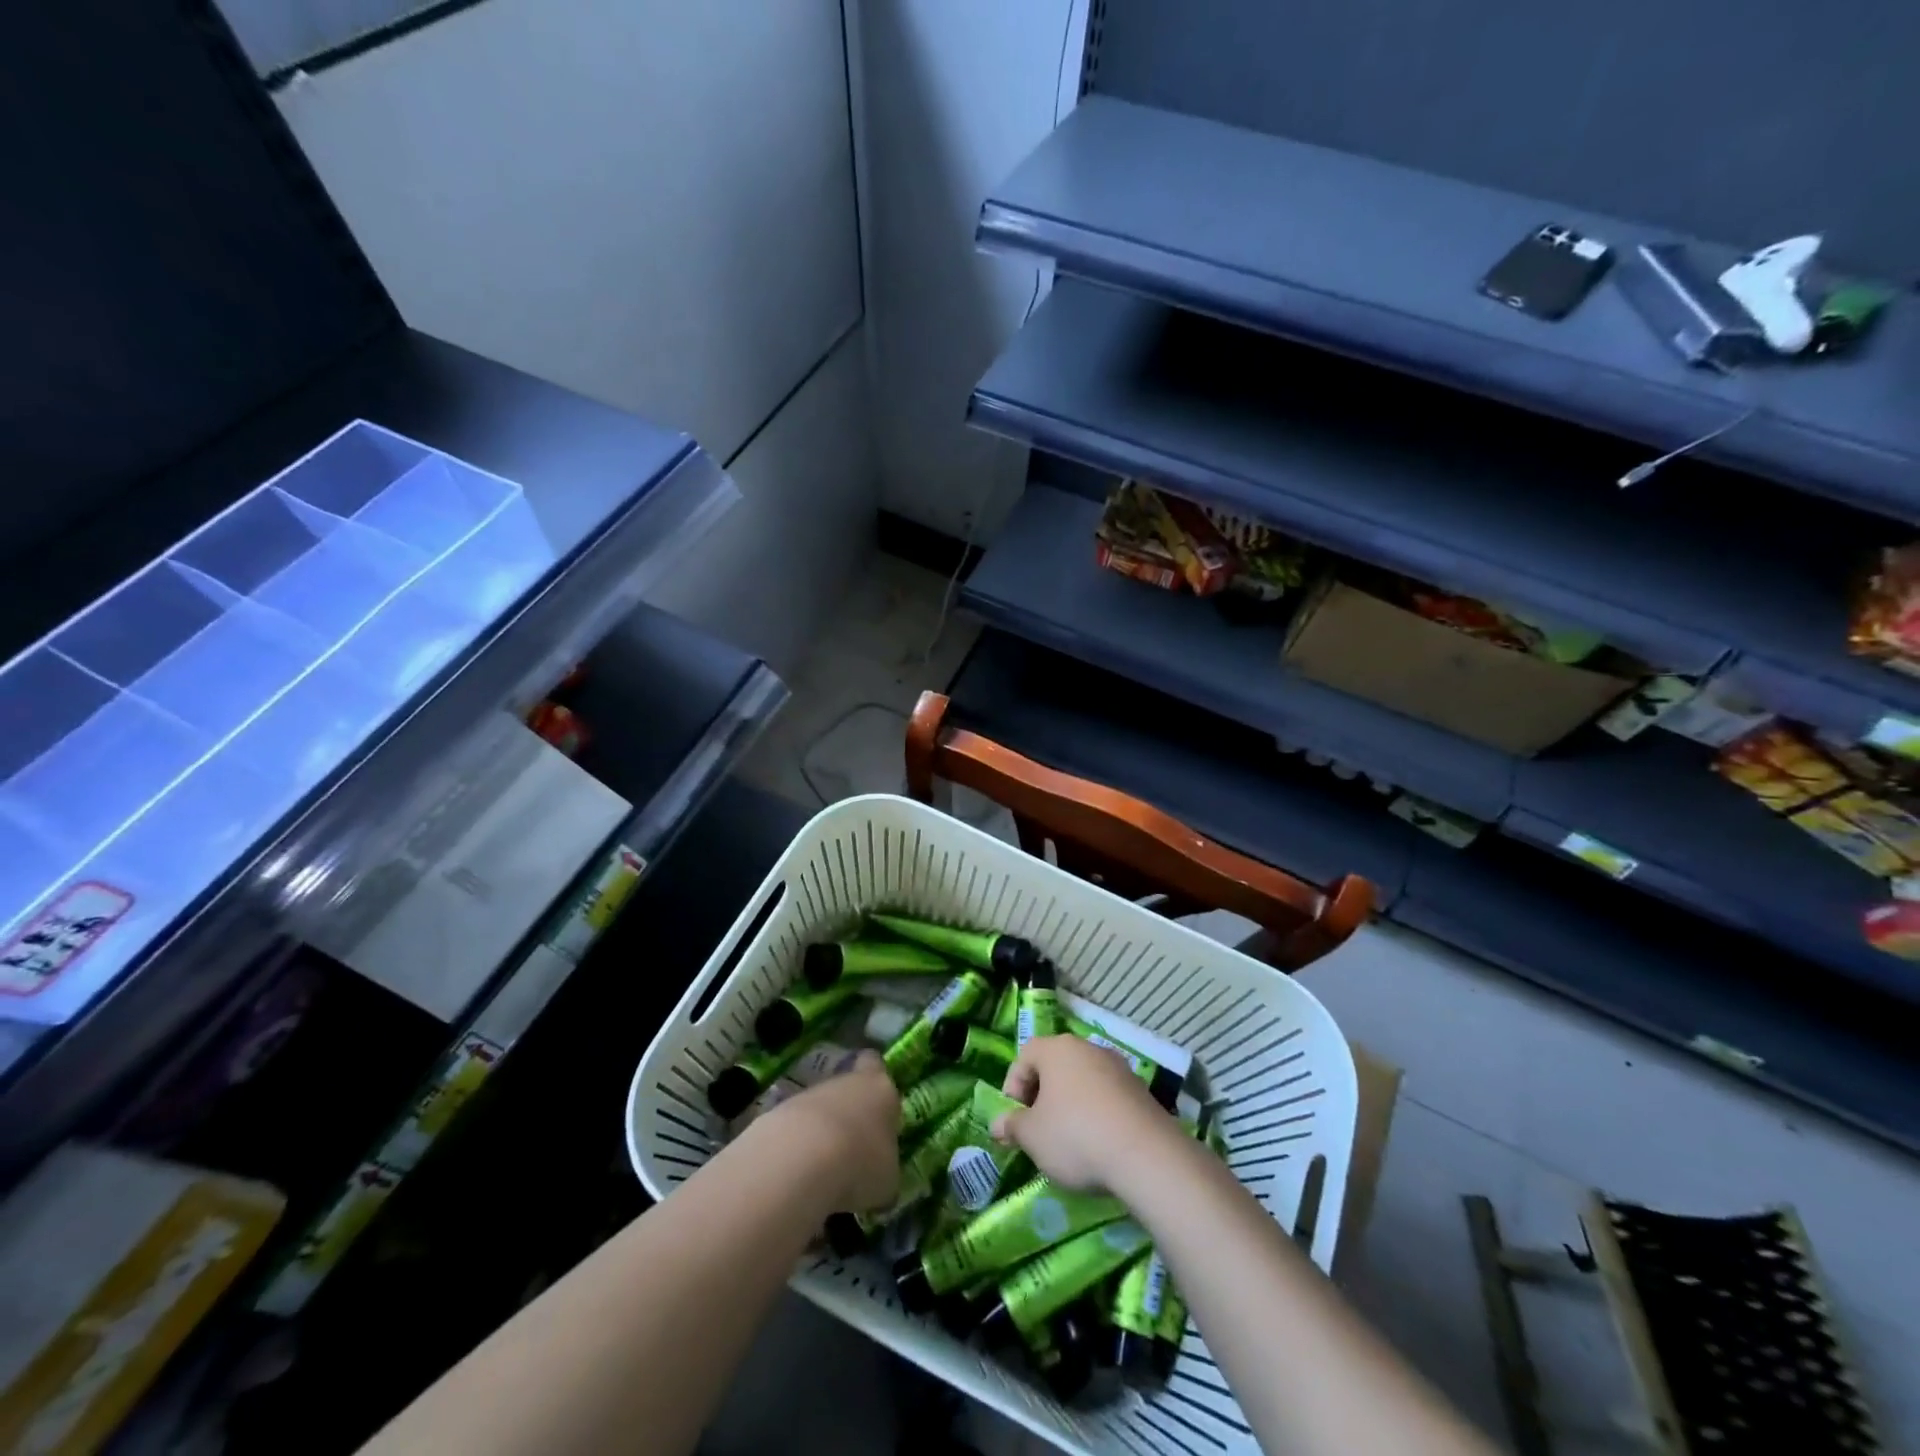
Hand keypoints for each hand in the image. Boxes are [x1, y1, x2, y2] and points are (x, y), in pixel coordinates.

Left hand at [760, 1051, 900, 1210]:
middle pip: (847, 1087)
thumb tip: (878, 1177)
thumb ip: (884, 1167)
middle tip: (853, 1149)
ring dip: (822, 1134)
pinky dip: (797, 1148)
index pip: (877, 1066)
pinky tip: (799, 1175)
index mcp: (880, 1088)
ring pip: (820, 1108)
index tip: (875, 1103)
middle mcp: (846, 1082)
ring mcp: (810, 1094)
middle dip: (849, 1113)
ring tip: (824, 1171)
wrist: (801, 1159)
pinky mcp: (780, 1112)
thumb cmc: (860, 1163)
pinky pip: (796, 1129)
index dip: (875, 1080)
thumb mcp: (887, 1178)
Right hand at [991, 1035, 1176, 1191]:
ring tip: (1067, 1138)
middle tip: (1036, 1128)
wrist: (1146, 1156)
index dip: (1013, 1086)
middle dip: (1041, 1094)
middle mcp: (1088, 1048)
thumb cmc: (1075, 1136)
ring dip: (1070, 1103)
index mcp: (1057, 1049)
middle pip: (1055, 1065)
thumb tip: (998, 1124)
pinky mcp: (1141, 1089)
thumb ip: (1012, 1126)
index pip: (1024, 1056)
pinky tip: (1098, 1142)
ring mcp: (1118, 1066)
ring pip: (1082, 1080)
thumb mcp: (1033, 1137)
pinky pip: (1107, 1095)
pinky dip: (1096, 1112)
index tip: (1013, 1118)